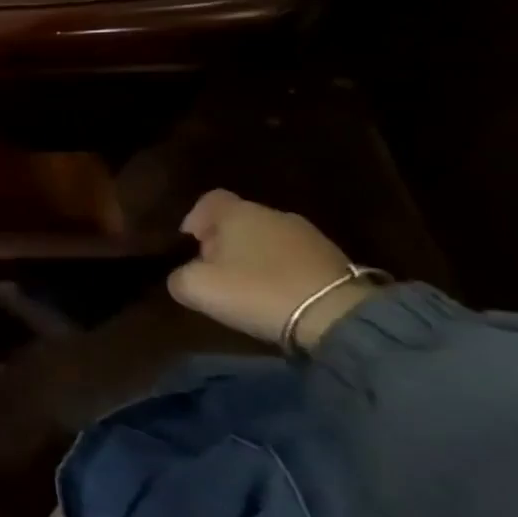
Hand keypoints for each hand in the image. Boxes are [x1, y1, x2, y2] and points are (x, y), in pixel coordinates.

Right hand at [167, 190, 372, 347]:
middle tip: (217, 270)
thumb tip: (184, 277)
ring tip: (250, 286)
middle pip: (240, 220)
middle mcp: (273, 214)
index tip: (190, 244)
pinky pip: (295, 258)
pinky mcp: (335, 260)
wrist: (338, 316)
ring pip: (269, 238)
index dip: (195, 218)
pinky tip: (279, 295)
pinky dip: (282, 270)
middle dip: (224, 241)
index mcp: (238, 213)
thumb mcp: (198, 288)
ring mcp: (309, 235)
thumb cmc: (257, 291)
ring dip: (255, 257)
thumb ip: (179, 277)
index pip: (210, 200)